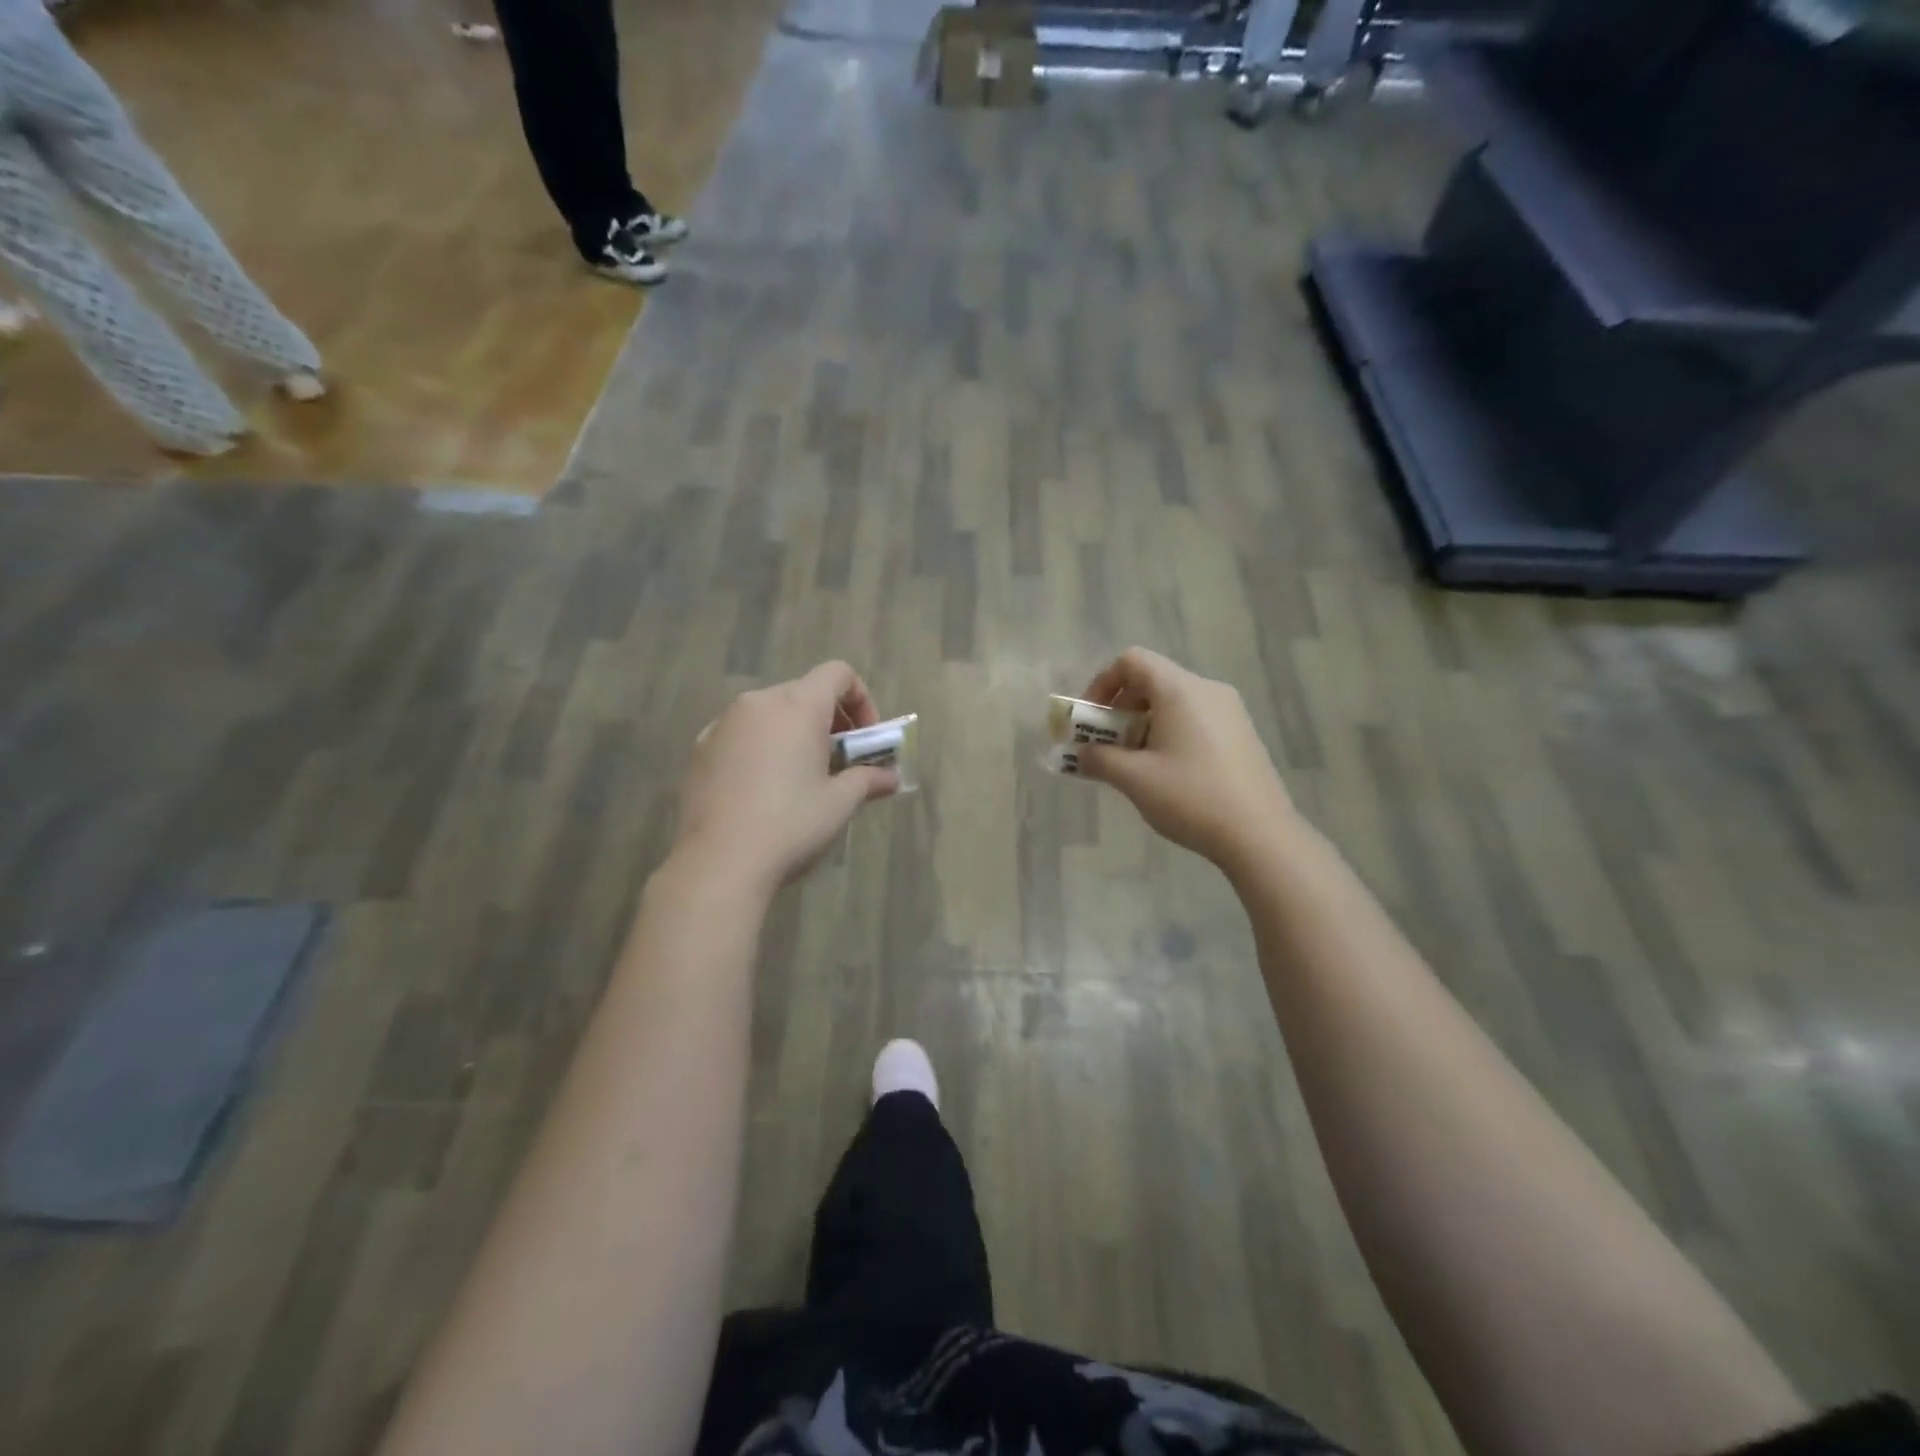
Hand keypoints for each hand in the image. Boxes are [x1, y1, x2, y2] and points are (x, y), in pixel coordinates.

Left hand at [673, 661, 898, 894]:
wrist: (719, 862)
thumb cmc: (791, 824)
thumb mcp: (840, 803)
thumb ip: (868, 780)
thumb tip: (890, 778)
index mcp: (797, 706)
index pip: (838, 673)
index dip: (861, 699)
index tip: (866, 738)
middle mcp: (758, 702)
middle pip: (804, 692)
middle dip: (829, 720)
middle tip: (840, 761)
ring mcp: (723, 723)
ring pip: (770, 713)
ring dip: (794, 733)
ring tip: (801, 776)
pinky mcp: (700, 748)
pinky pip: (741, 734)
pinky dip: (761, 747)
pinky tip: (763, 788)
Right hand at [1077, 647, 1294, 874]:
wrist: (1260, 835)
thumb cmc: (1191, 797)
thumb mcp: (1134, 779)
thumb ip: (1098, 758)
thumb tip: (1078, 753)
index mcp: (1180, 689)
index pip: (1132, 661)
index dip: (1102, 684)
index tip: (1090, 720)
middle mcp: (1207, 689)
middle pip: (1152, 680)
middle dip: (1120, 709)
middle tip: (1106, 746)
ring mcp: (1230, 711)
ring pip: (1173, 701)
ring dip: (1143, 724)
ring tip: (1134, 764)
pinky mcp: (1241, 734)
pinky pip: (1194, 718)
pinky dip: (1169, 733)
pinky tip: (1167, 773)